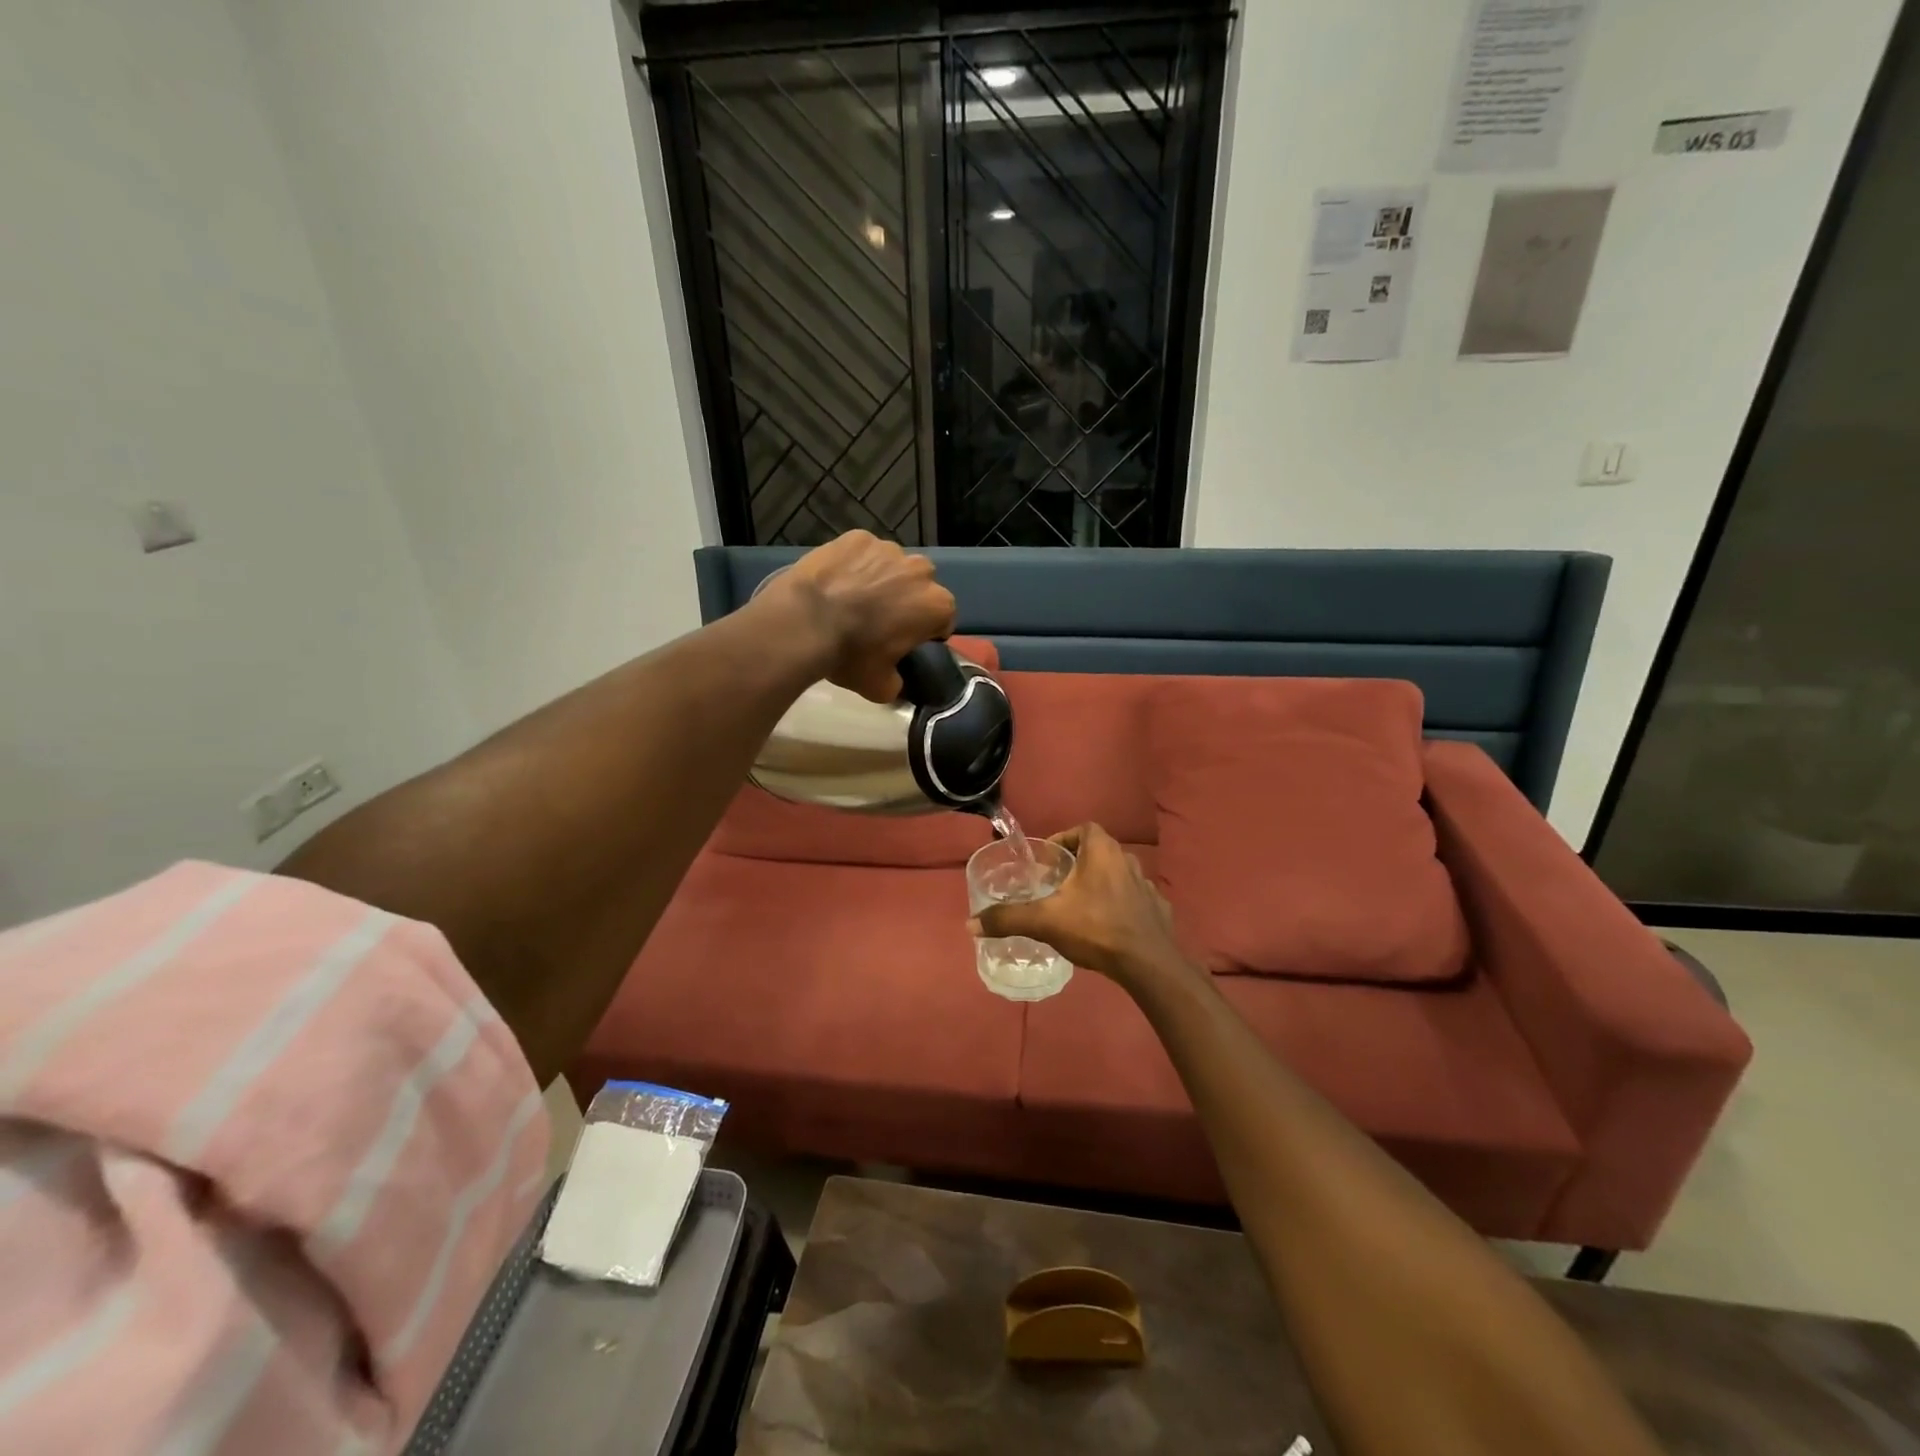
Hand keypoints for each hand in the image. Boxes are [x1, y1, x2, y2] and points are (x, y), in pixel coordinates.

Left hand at [757, 531, 956, 701]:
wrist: (803, 621)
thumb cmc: (850, 655)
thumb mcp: (880, 687)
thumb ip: (898, 684)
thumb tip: (896, 682)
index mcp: (937, 605)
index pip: (942, 620)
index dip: (924, 633)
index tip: (904, 643)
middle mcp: (921, 570)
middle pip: (920, 587)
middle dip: (906, 600)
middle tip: (877, 621)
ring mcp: (888, 549)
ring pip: (892, 566)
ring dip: (881, 579)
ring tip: (852, 599)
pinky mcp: (857, 537)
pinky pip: (863, 552)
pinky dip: (854, 564)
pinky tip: (835, 582)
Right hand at [968, 824, 1192, 993]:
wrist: (1148, 963)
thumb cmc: (1095, 928)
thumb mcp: (1045, 921)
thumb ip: (1008, 919)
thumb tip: (970, 924)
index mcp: (1103, 851)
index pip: (1084, 828)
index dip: (1065, 839)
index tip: (1049, 860)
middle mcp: (1128, 860)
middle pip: (1100, 852)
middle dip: (1079, 864)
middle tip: (1059, 884)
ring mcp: (1147, 885)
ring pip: (1118, 876)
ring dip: (1100, 885)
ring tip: (1081, 907)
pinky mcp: (1158, 910)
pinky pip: (1135, 900)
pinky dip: (1121, 907)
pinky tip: (1109, 927)